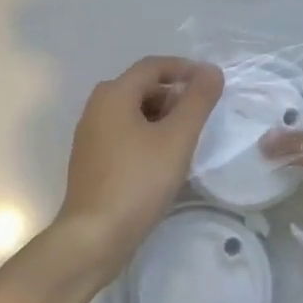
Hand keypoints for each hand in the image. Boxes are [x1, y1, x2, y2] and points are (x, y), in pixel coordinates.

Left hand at [52, 56, 223, 284]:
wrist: (94, 236)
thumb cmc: (138, 181)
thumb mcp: (177, 138)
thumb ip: (197, 101)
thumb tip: (211, 71)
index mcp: (113, 95)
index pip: (153, 66)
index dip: (184, 68)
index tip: (211, 82)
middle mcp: (96, 108)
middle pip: (141, 87)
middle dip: (174, 94)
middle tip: (201, 115)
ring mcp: (90, 136)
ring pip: (132, 112)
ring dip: (162, 116)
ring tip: (187, 138)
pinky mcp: (91, 161)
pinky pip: (124, 134)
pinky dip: (147, 135)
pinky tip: (164, 159)